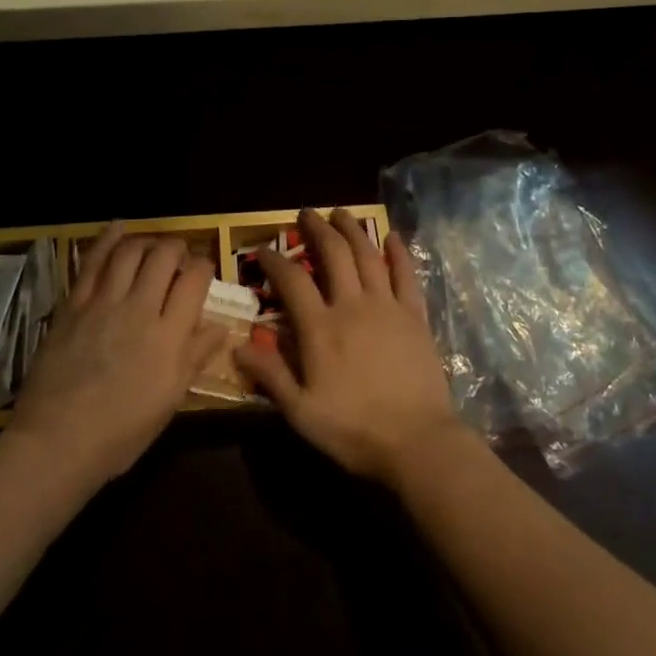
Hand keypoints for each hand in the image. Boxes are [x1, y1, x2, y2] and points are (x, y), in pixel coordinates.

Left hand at [8, 224, 224, 487]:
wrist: (56, 443)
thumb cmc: (121, 433)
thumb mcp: (170, 401)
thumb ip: (195, 357)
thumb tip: (220, 328)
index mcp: (169, 336)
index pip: (195, 279)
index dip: (203, 267)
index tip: (203, 273)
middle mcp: (140, 308)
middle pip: (164, 255)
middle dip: (178, 248)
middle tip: (180, 257)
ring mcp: (104, 302)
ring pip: (131, 251)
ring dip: (147, 241)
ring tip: (152, 246)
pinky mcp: (74, 304)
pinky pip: (92, 261)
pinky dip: (108, 239)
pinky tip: (118, 228)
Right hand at [234, 208, 464, 486]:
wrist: (417, 442)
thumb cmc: (354, 430)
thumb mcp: (302, 413)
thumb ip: (271, 375)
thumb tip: (238, 345)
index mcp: (321, 328)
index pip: (292, 280)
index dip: (275, 260)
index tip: (264, 249)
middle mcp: (352, 305)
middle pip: (333, 254)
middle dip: (317, 229)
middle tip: (306, 214)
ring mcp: (387, 306)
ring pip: (368, 255)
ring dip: (353, 230)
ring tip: (341, 213)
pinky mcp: (415, 315)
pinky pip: (406, 275)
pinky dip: (398, 253)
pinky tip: (392, 237)